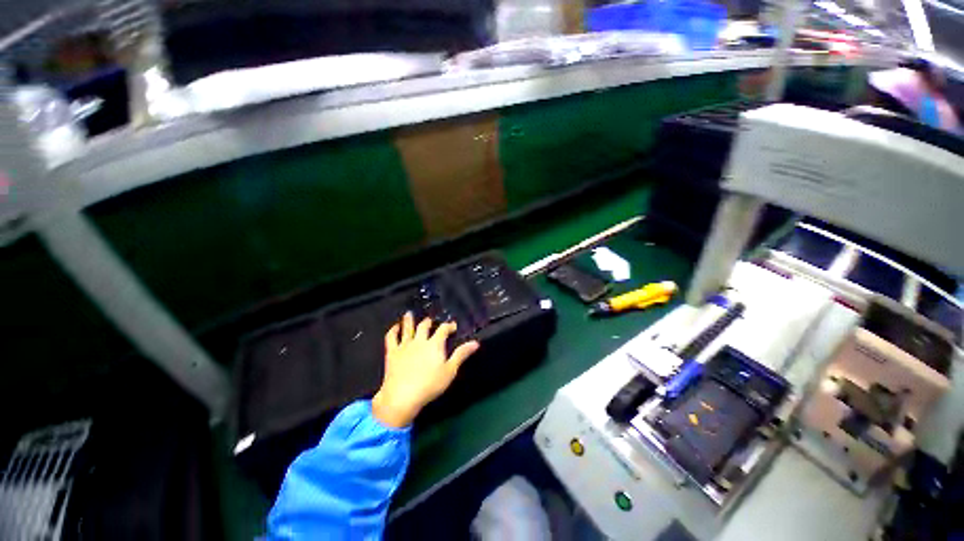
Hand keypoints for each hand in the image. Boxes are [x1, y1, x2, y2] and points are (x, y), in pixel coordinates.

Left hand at [372, 313, 479, 427]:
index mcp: (434, 344)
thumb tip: (475, 342)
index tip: (453, 326)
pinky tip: (395, 327)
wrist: (402, 396)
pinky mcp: (392, 352)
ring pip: (408, 328)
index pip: (443, 329)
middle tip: (430, 321)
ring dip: (409, 320)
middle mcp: (420, 340)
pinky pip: (391, 337)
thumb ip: (461, 355)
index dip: (449, 326)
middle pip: (424, 326)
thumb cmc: (430, 385)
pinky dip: (393, 330)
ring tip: (409, 313)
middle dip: (429, 322)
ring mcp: (405, 345)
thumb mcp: (450, 371)